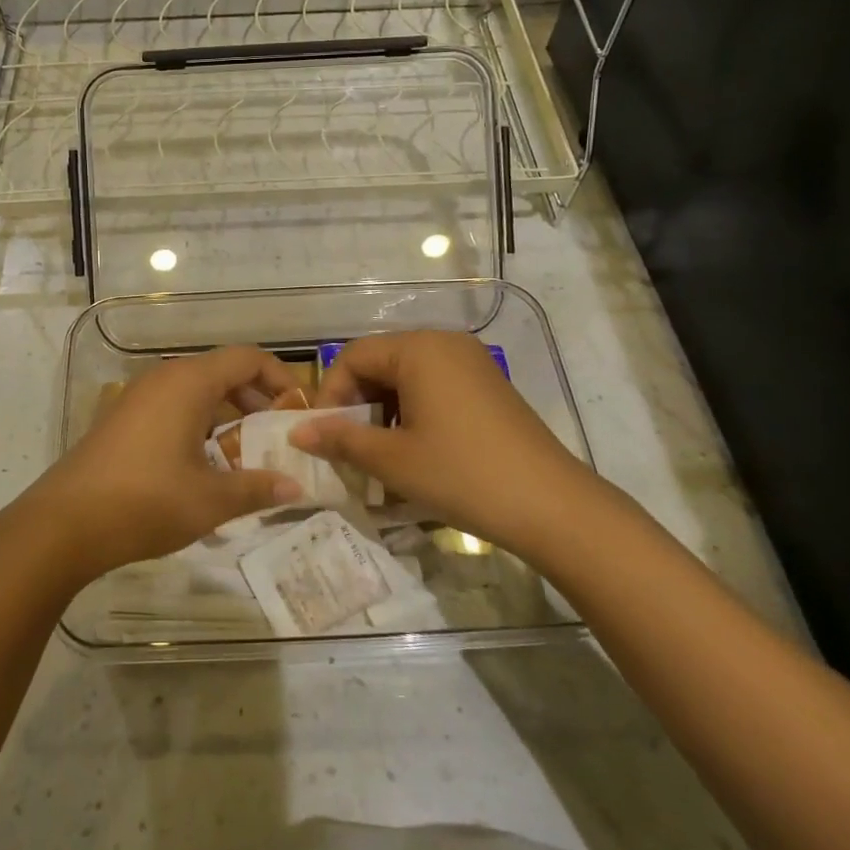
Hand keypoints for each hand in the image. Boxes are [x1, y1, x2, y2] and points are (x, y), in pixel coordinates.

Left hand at [17, 346, 307, 586]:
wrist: (63, 524)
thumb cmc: (145, 502)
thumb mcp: (210, 500)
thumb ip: (257, 488)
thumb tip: (296, 488)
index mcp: (189, 382)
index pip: (248, 359)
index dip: (280, 379)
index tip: (299, 411)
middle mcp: (164, 378)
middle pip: (223, 372)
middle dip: (256, 400)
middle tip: (278, 436)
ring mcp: (139, 397)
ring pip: (197, 391)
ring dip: (228, 415)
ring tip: (247, 455)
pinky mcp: (123, 418)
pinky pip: (174, 406)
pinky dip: (200, 424)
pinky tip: (206, 465)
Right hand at [290, 331, 590, 546]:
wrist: (552, 506)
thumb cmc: (462, 474)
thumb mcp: (392, 460)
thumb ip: (340, 439)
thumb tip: (297, 432)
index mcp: (418, 349)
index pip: (353, 356)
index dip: (330, 394)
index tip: (324, 436)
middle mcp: (445, 343)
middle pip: (380, 363)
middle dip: (357, 403)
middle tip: (350, 448)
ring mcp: (472, 363)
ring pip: (407, 377)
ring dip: (384, 411)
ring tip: (381, 455)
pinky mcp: (488, 386)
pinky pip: (435, 387)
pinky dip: (413, 413)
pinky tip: (415, 452)